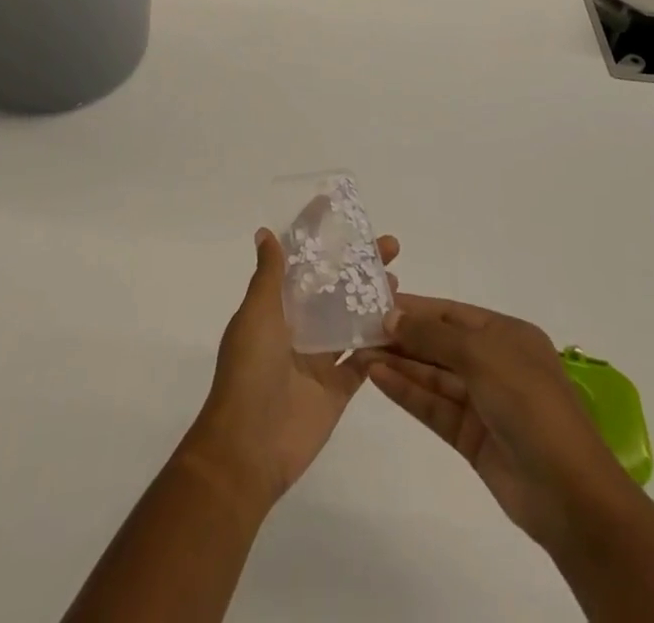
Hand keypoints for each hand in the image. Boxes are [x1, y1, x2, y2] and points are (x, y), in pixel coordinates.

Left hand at [182, 229, 400, 509]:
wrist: (249, 447)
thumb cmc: (249, 370)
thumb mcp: (257, 313)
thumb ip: (269, 275)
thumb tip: (266, 233)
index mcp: (275, 304)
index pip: (298, 259)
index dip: (315, 233)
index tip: (338, 208)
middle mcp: (298, 325)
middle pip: (333, 285)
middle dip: (357, 263)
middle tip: (389, 245)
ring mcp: (319, 357)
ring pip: (351, 319)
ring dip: (373, 298)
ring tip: (397, 278)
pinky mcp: (338, 388)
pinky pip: (363, 361)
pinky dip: (381, 344)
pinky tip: (404, 325)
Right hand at [362, 295, 633, 557]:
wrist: (570, 494)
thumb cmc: (529, 404)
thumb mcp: (481, 354)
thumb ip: (433, 333)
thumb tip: (392, 316)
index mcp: (506, 335)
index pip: (451, 312)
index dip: (414, 307)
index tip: (374, 300)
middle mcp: (494, 363)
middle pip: (439, 342)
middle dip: (402, 335)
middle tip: (357, 327)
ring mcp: (483, 402)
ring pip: (432, 374)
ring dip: (398, 362)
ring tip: (358, 350)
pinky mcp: (471, 437)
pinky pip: (433, 406)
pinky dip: (406, 391)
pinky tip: (376, 377)